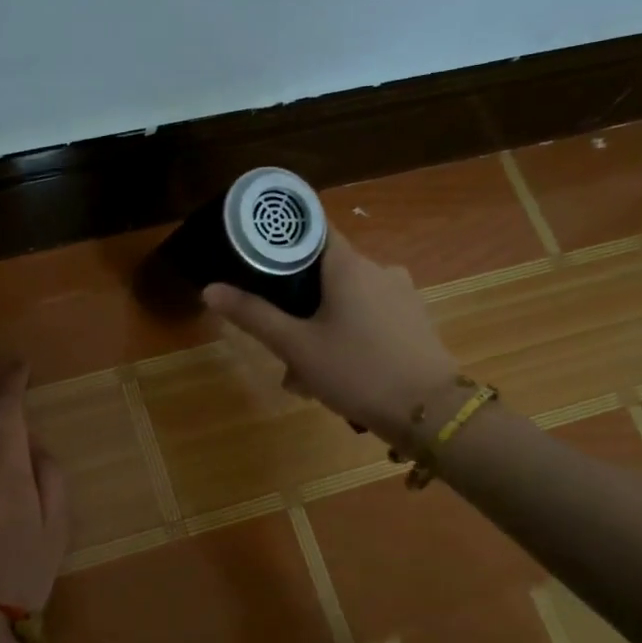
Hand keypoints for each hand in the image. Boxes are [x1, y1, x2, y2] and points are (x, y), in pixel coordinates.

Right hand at [203, 229, 459, 446]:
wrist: (432, 413)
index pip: (311, 230)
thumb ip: (252, 315)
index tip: (256, 257)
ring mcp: (401, 294)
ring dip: (320, 327)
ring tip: (303, 374)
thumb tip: (210, 289)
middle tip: (278, 341)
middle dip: (297, 304)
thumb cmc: (357, 370)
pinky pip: (369, 317)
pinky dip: (347, 335)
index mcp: (349, 265)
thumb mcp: (295, 346)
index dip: (281, 240)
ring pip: (346, 300)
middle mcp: (379, 269)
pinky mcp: (414, 320)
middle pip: (325, 272)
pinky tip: (336, 373)